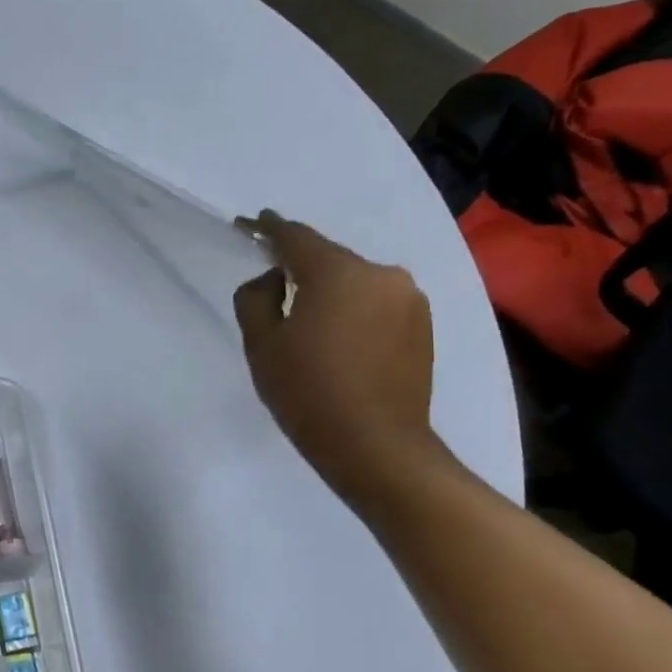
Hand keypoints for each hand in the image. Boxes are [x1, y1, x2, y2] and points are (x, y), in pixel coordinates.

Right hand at [233, 211, 440, 493]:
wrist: (377, 448)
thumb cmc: (308, 392)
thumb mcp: (261, 343)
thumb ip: (256, 297)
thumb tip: (275, 279)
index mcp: (338, 272)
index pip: (295, 236)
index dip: (267, 228)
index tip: (249, 223)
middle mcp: (380, 275)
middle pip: (328, 257)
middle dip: (299, 263)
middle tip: (272, 277)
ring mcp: (408, 300)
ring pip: (354, 280)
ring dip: (328, 287)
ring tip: (305, 313)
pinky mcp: (423, 326)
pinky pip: (375, 301)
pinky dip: (352, 307)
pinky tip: (336, 333)